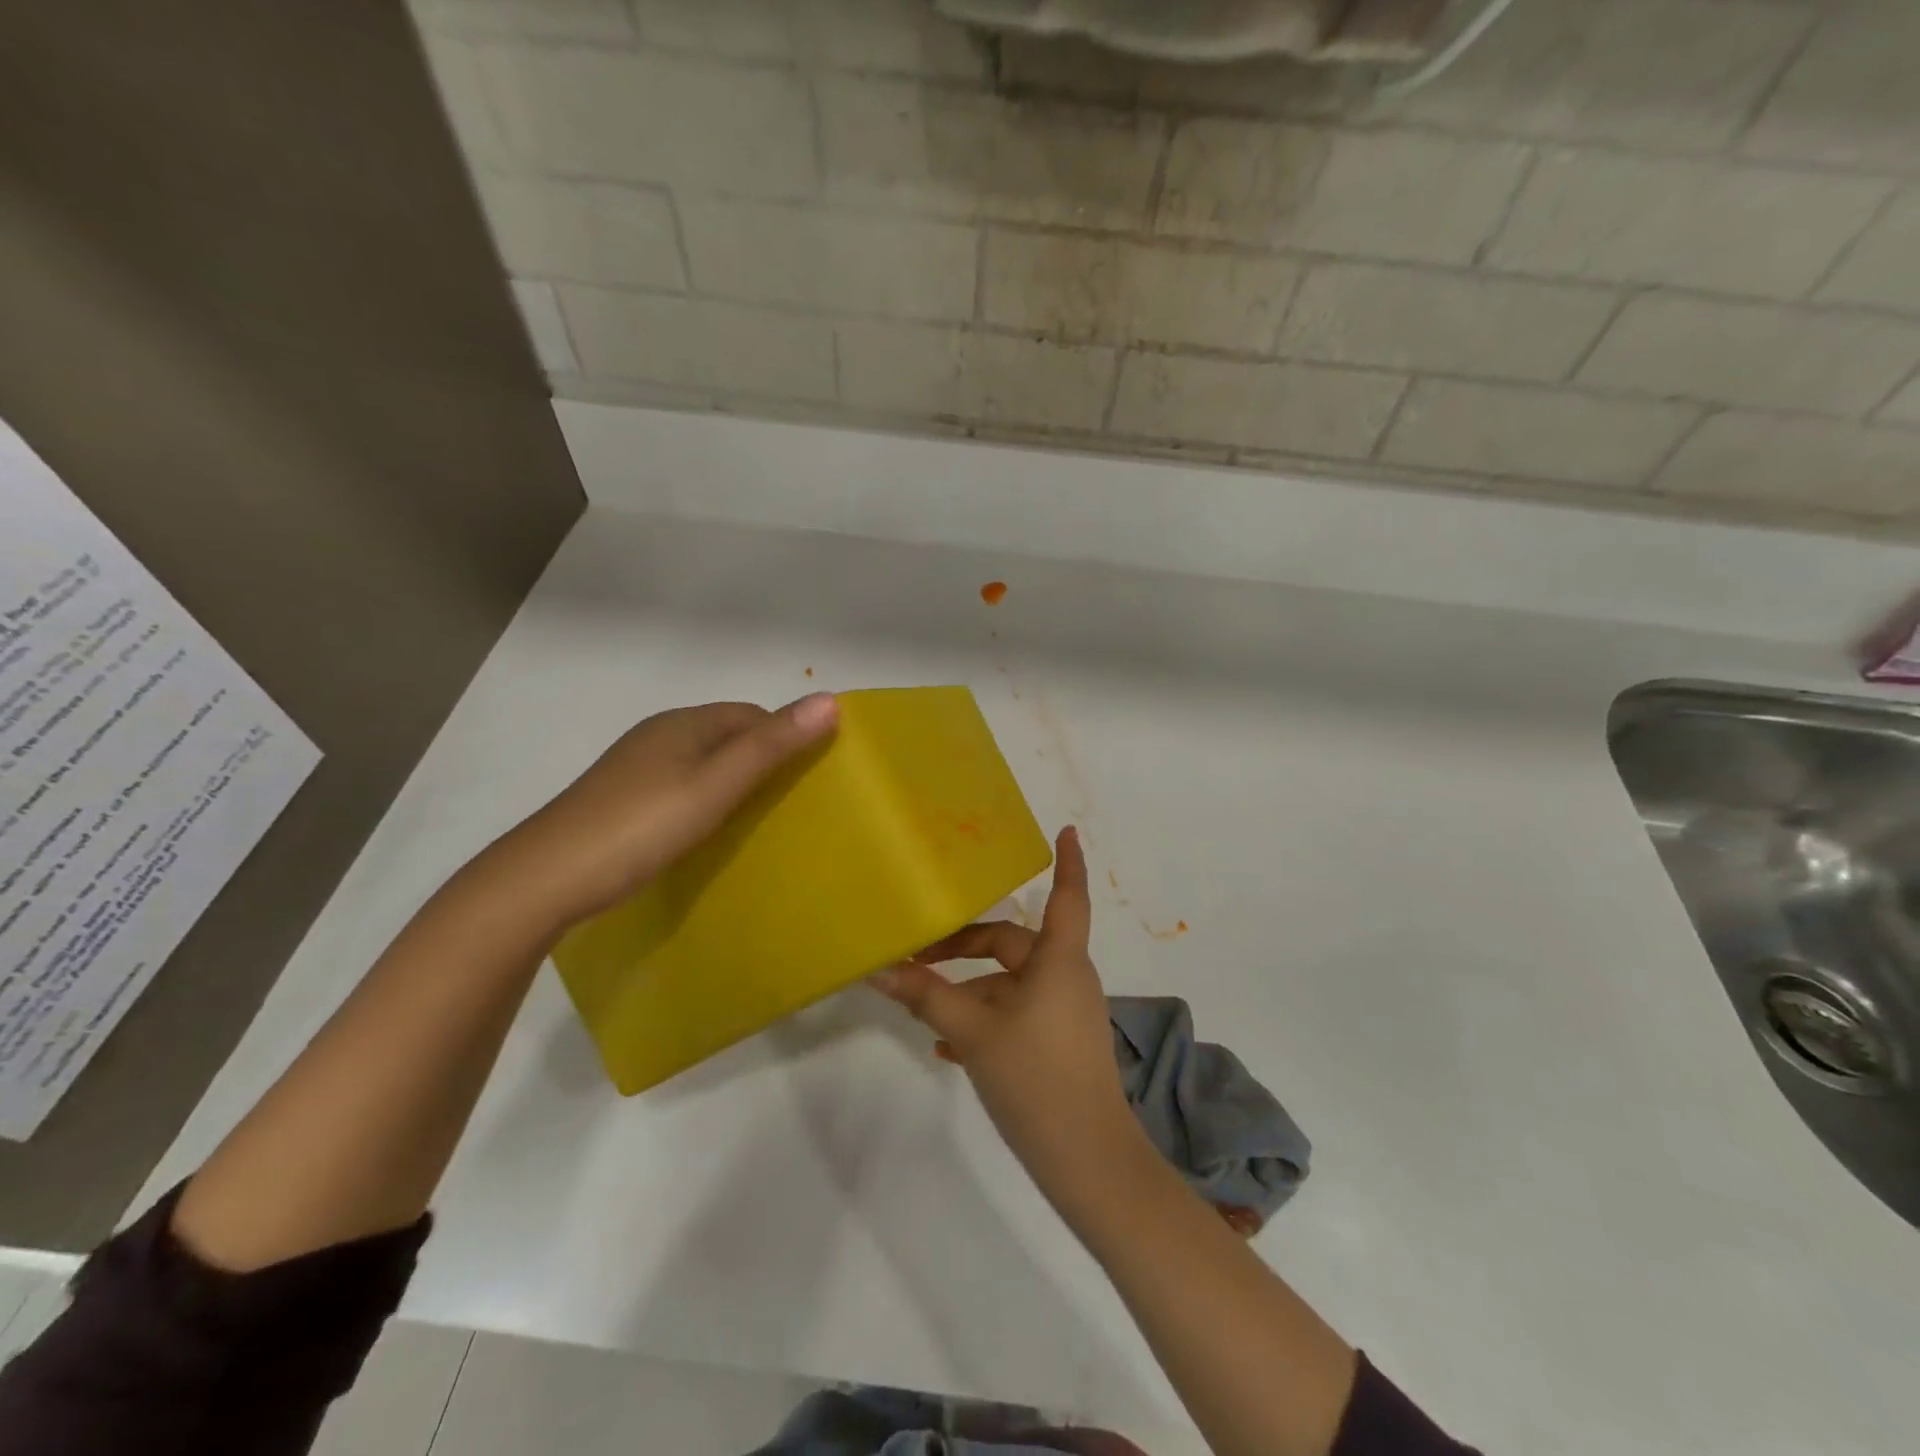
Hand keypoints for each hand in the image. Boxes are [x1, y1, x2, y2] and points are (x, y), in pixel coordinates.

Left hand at [496, 695, 838, 930]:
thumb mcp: (715, 786)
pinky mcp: (623, 799)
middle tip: (794, 802)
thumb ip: (771, 747)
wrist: (545, 878)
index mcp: (684, 723)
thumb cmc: (641, 826)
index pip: (753, 714)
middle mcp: (660, 735)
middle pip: (729, 736)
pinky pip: (682, 786)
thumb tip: (830, 700)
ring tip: (760, 819)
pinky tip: (710, 830)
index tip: (814, 775)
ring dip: (736, 781)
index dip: (787, 736)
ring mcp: (637, 768)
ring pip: (705, 763)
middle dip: (764, 759)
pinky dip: (707, 799)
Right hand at [872, 827, 1142, 1207]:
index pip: (1067, 897)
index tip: (1065, 831)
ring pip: (1009, 983)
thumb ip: (927, 996)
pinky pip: (1016, 1013)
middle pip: (1013, 943)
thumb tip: (880, 969)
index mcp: (1059, 961)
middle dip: (965, 945)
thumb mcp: (974, 1032)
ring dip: (969, 988)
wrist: (1087, 1160)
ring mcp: (1064, 1012)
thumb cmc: (1036, 1078)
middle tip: (919, 952)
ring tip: (922, 1001)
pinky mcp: (1058, 1043)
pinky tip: (946, 1044)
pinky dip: (983, 1016)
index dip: (1068, 862)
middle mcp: (1066, 977)